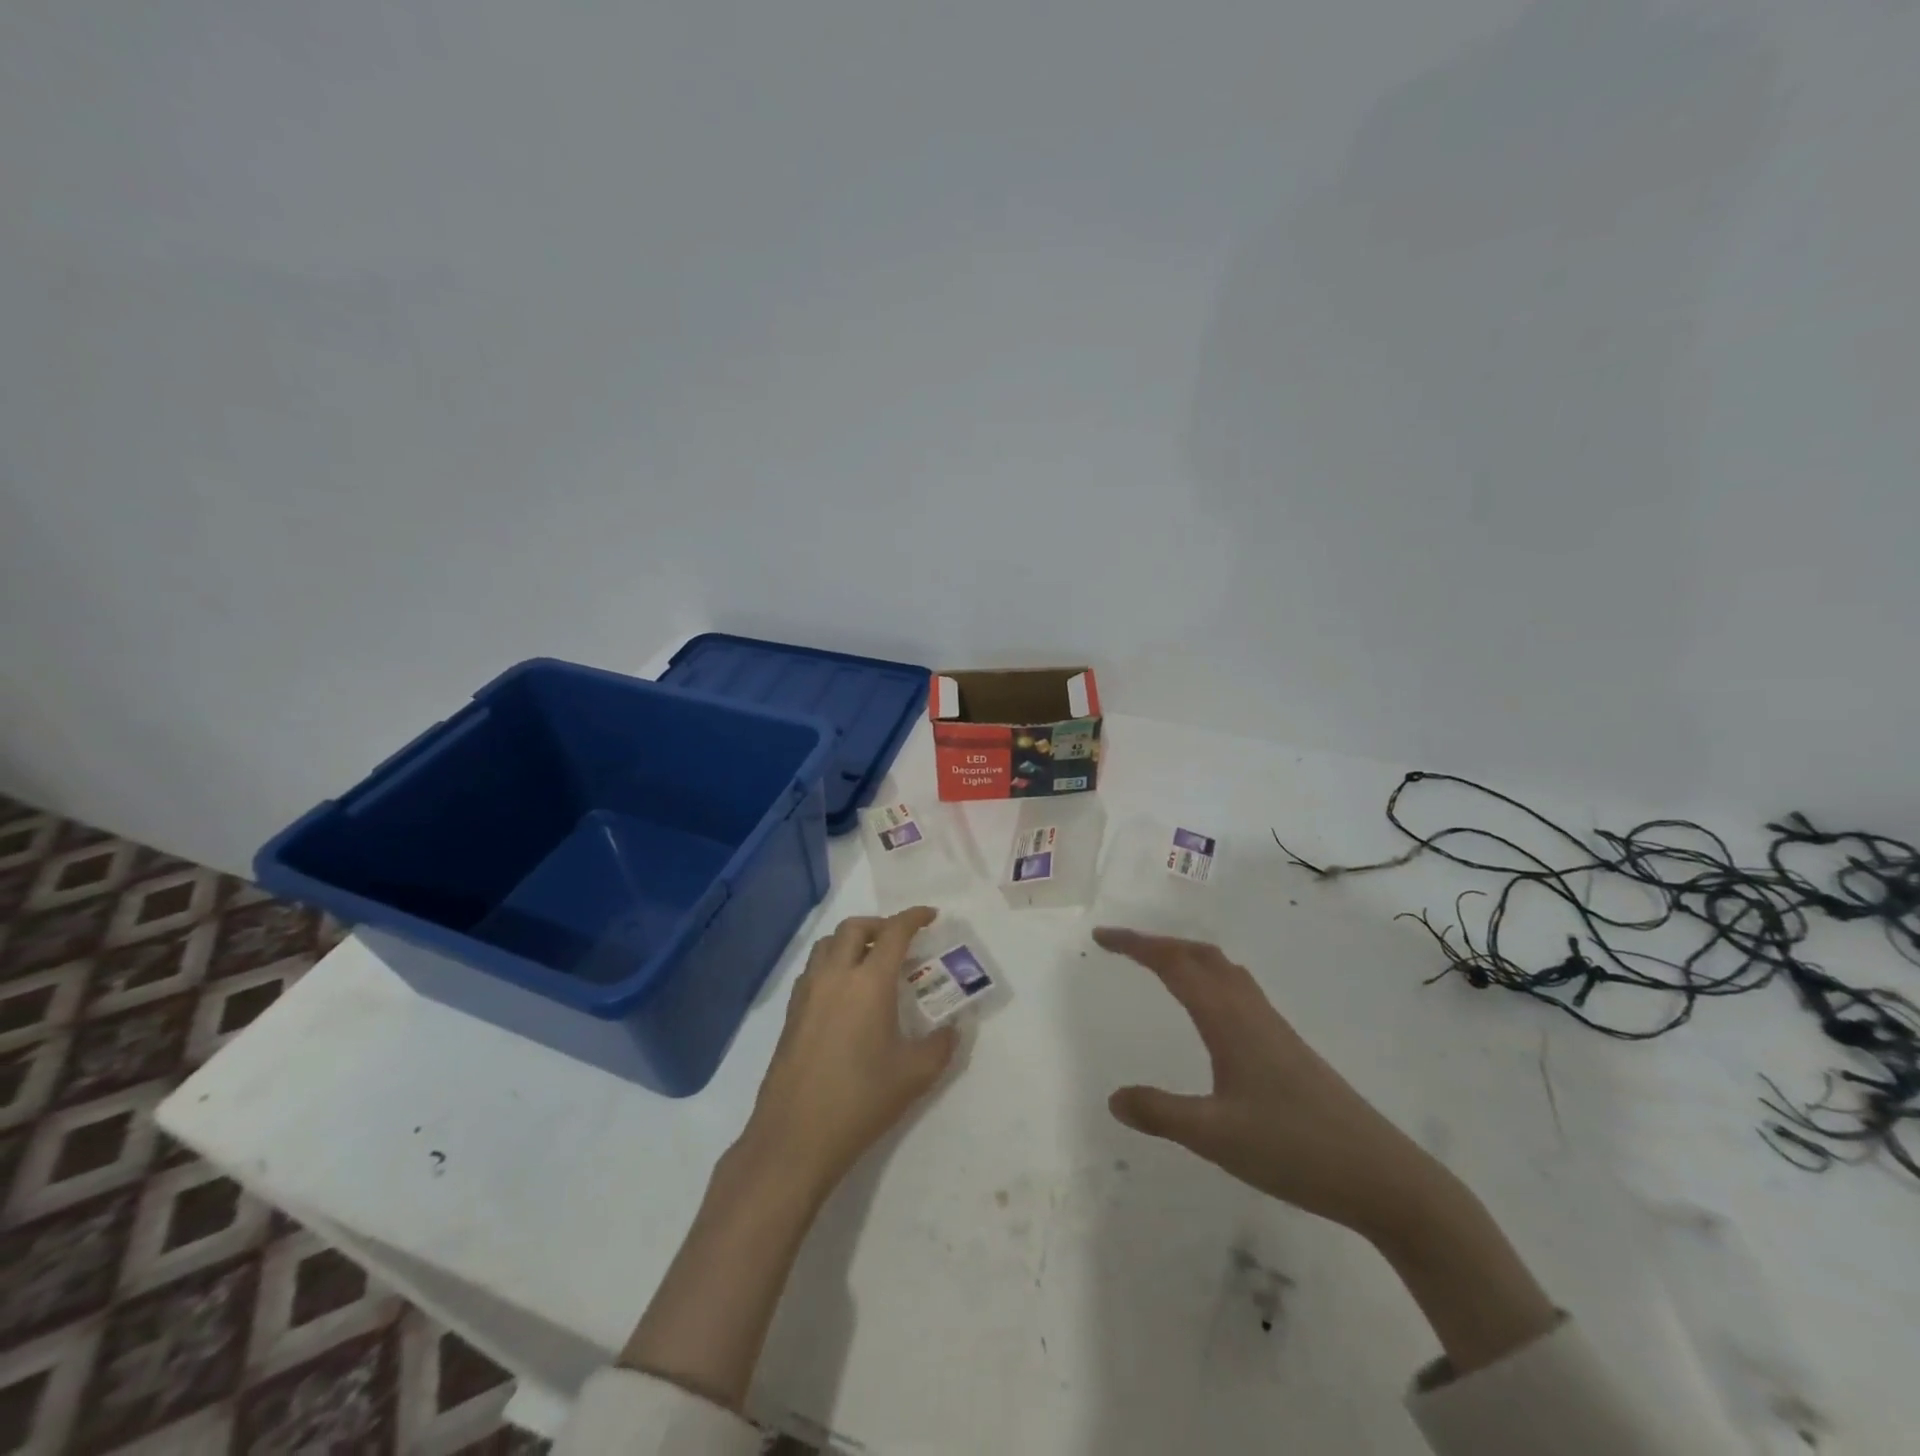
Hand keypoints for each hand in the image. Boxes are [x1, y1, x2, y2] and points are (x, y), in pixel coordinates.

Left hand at [736, 907, 957, 1198]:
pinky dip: (832, 964)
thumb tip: (954, 1028)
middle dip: (880, 925)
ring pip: (827, 945)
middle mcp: (835, 976)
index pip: (894, 932)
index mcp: (869, 982)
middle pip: (854, 928)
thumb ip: (941, 1045)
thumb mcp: (915, 1075)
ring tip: (871, 963)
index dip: (914, 917)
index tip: (930, 916)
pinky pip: (813, 969)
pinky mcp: (790, 1014)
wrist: (795, 1137)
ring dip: (851, 941)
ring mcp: (807, 993)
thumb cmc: (861, 1101)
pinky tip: (844, 995)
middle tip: (899, 942)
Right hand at [1093, 926, 1445, 1241]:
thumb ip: (1161, 1114)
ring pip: (1223, 969)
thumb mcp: (1215, 1137)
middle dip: (1158, 943)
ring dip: (1186, 956)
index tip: (1101, 938)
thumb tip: (1114, 1098)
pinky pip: (1238, 989)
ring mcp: (1273, 1027)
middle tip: (1122, 948)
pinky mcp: (1288, 1046)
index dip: (1135, 945)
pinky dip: (1210, 977)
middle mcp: (1249, 1011)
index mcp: (1227, 1020)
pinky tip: (1209, 1009)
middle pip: (1200, 955)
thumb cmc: (1294, 1149)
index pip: (1173, 964)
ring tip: (1158, 966)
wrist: (1382, 1176)